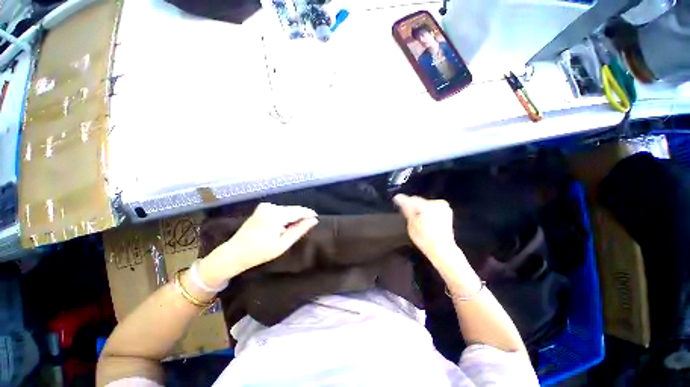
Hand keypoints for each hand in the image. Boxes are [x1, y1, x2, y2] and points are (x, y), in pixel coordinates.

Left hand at [202, 203, 317, 282]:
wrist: (234, 253)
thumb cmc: (259, 252)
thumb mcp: (283, 244)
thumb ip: (299, 230)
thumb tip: (314, 220)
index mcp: (276, 215)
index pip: (299, 211)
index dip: (309, 214)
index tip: (317, 219)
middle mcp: (271, 207)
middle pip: (293, 209)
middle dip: (301, 216)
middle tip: (307, 226)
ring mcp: (265, 206)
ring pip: (287, 209)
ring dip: (293, 216)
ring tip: (295, 228)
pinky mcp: (262, 208)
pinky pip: (279, 210)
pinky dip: (285, 216)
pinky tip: (283, 225)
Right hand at [394, 194, 461, 263]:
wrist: (443, 249)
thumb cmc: (425, 239)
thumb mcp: (411, 225)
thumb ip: (406, 210)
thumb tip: (399, 199)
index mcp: (426, 206)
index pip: (410, 200)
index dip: (401, 199)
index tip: (396, 199)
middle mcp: (435, 203)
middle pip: (418, 201)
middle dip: (412, 205)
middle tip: (406, 212)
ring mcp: (443, 206)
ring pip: (425, 203)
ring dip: (419, 208)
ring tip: (416, 218)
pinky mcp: (446, 211)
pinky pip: (432, 207)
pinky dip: (426, 211)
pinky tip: (424, 219)